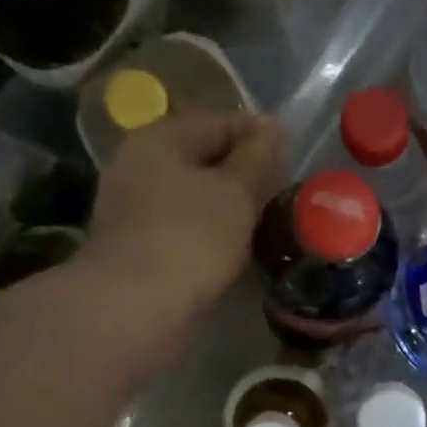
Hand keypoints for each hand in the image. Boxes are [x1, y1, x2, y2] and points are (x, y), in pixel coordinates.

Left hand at [76, 110, 279, 332]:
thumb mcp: (236, 193)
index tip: (292, 155)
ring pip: (192, 190)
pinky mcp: (137, 240)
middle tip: (281, 188)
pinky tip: (232, 242)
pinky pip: (183, 220)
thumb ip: (257, 159)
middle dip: (242, 168)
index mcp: (161, 138)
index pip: (219, 121)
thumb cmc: (192, 239)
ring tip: (263, 218)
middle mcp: (140, 162)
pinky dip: (209, 225)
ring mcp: (134, 203)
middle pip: (202, 155)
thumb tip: (271, 129)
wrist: (136, 305)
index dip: (258, 134)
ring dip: (226, 200)